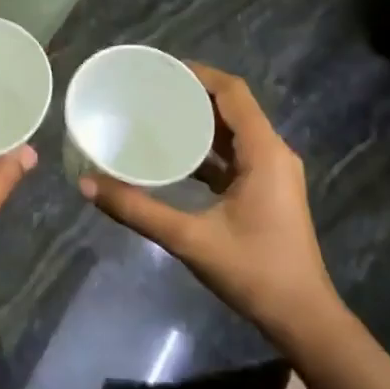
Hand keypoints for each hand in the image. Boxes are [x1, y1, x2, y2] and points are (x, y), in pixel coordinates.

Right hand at [79, 63, 340, 339]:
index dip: (198, 74)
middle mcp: (273, 153)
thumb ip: (137, 209)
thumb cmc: (253, 272)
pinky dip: (207, 148)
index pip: (232, 92)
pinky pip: (235, 155)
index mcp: (264, 152)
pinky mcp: (267, 190)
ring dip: (200, 121)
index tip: (159, 70)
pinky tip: (175, 156)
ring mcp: (273, 172)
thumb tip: (87, 184)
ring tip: (156, 115)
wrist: (302, 318)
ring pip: (234, 131)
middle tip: (148, 91)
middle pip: (233, 107)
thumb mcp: (189, 239)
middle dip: (193, 95)